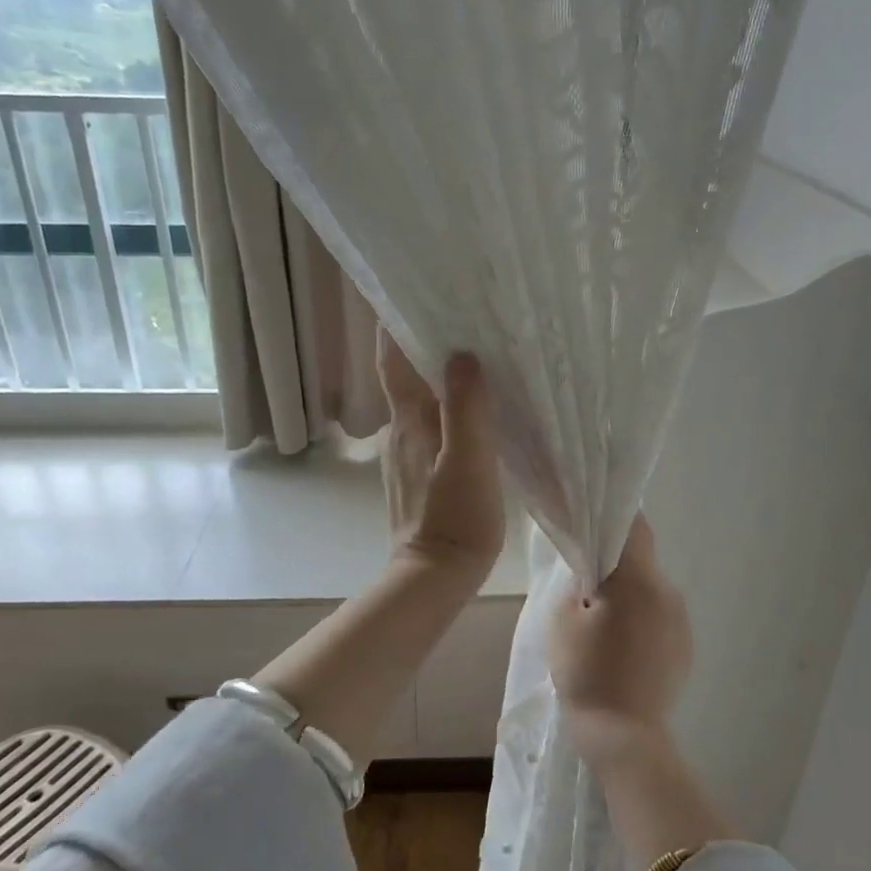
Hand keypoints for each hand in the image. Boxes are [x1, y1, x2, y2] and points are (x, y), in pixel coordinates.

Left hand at [378, 329, 505, 582]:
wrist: (435, 578)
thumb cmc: (455, 520)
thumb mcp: (469, 462)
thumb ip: (466, 409)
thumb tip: (462, 355)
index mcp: (409, 421)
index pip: (392, 359)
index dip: (397, 324)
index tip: (417, 292)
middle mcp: (400, 431)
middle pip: (407, 376)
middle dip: (428, 345)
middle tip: (467, 318)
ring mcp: (407, 455)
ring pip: (421, 402)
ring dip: (440, 378)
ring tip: (479, 357)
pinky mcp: (420, 475)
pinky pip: (432, 427)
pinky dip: (448, 409)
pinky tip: (476, 412)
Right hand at [548, 515, 692, 765]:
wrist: (624, 736)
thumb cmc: (586, 673)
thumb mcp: (562, 619)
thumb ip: (577, 582)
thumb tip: (591, 570)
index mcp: (637, 579)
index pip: (633, 526)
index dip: (612, 517)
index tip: (591, 520)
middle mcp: (668, 591)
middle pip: (640, 561)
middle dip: (614, 566)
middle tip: (584, 587)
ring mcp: (681, 620)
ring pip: (649, 590)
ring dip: (628, 596)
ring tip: (602, 625)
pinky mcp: (685, 646)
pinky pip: (660, 617)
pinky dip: (641, 621)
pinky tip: (622, 649)